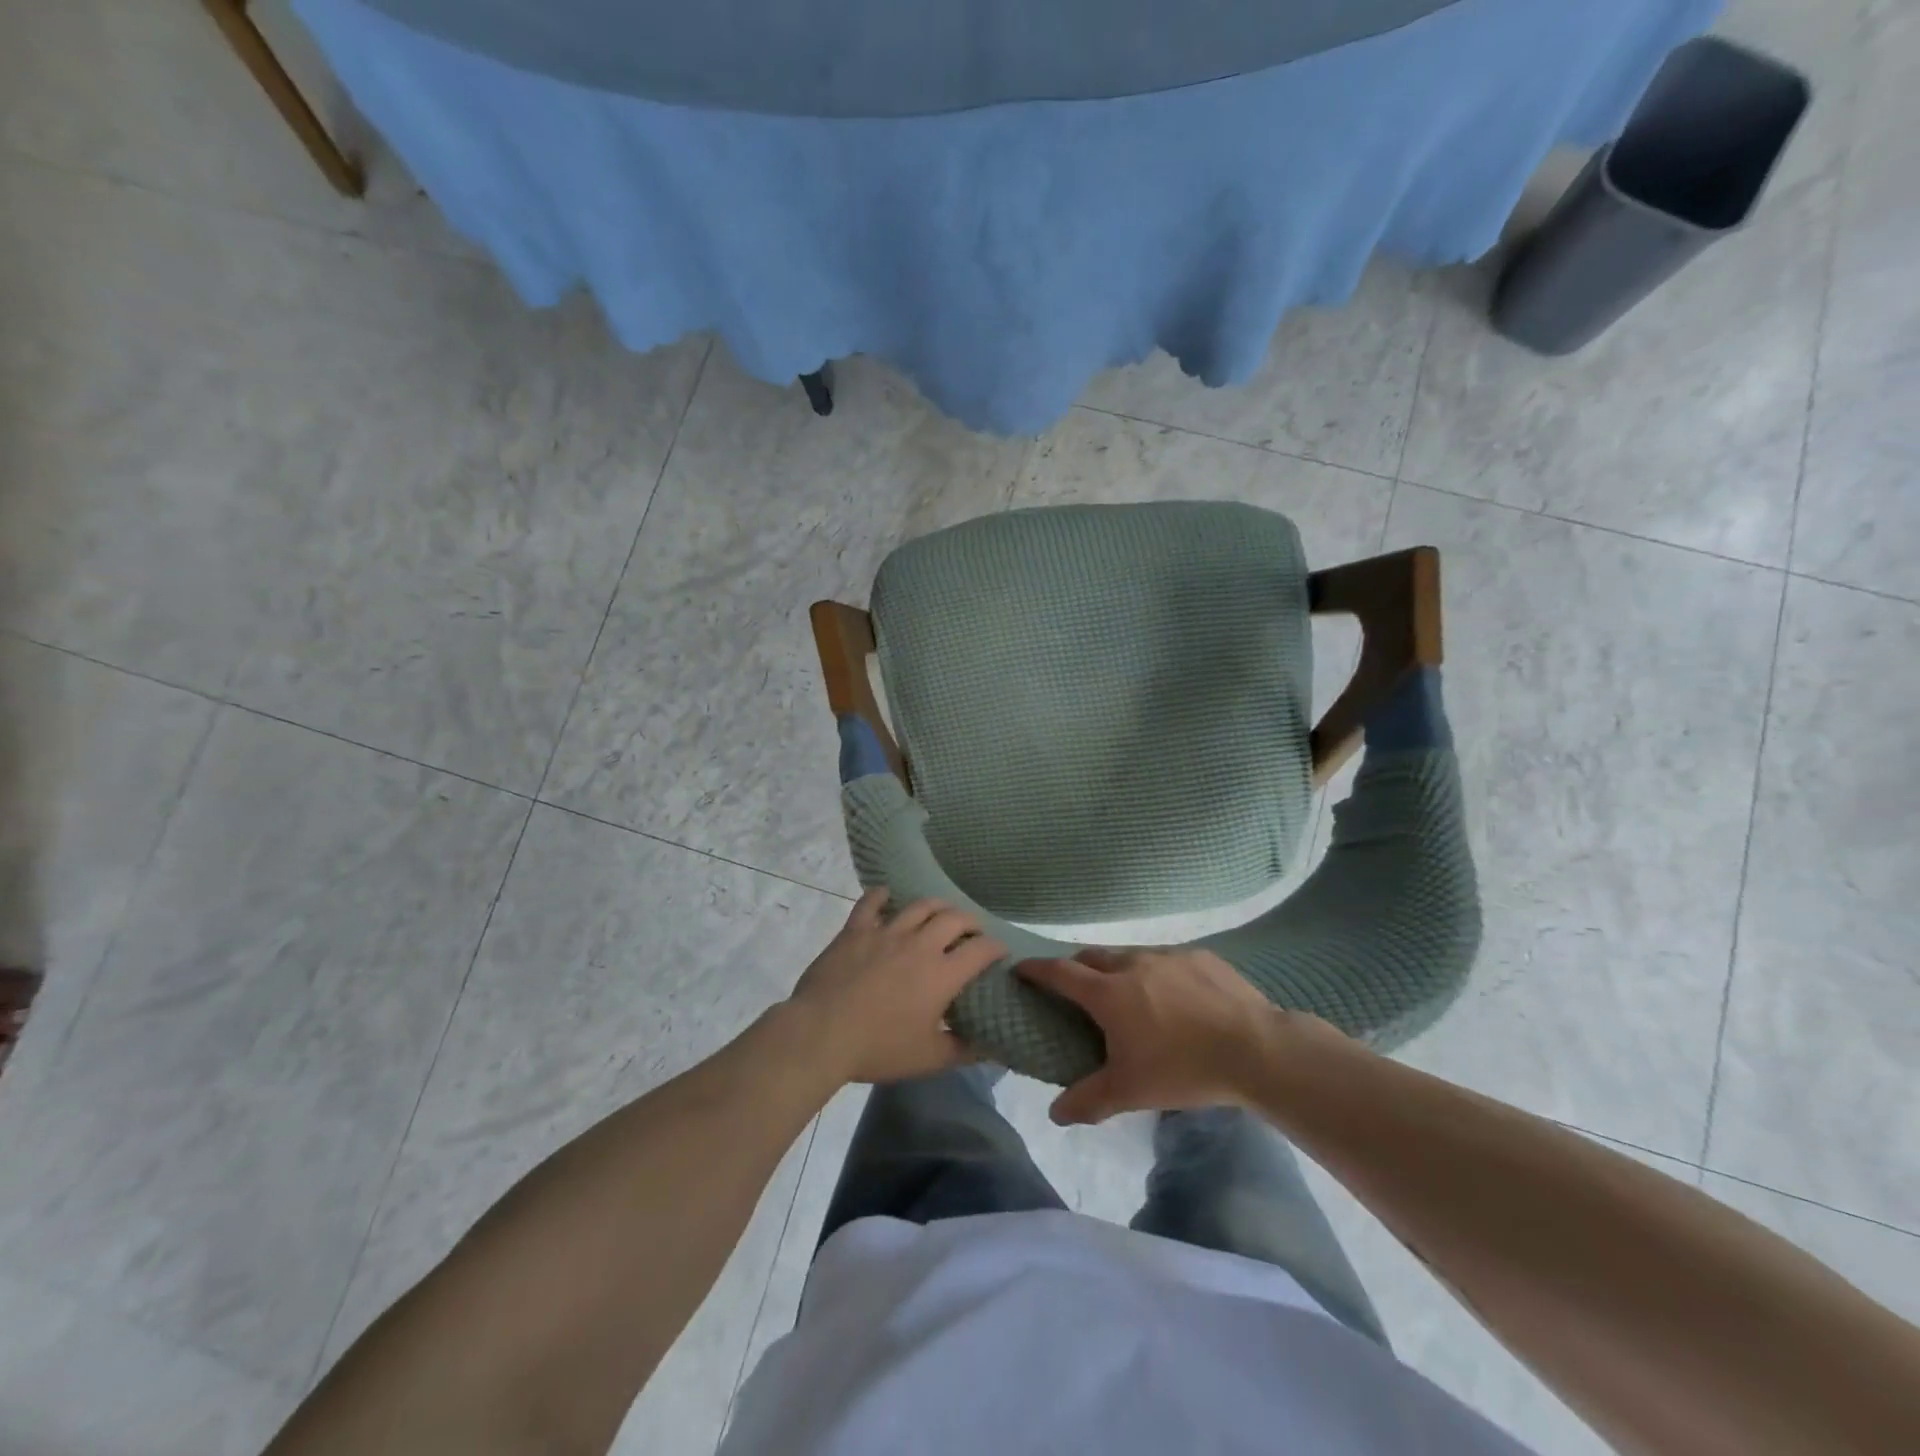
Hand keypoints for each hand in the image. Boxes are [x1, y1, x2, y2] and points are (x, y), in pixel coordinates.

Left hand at [787, 889, 1004, 1084]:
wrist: (821, 1033)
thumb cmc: (879, 1048)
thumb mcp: (928, 1059)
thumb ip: (964, 1050)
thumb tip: (992, 1048)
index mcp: (942, 974)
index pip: (981, 950)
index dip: (996, 947)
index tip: (1000, 951)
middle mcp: (919, 944)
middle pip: (954, 918)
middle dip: (970, 921)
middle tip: (973, 931)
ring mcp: (886, 932)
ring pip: (919, 905)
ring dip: (936, 906)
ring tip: (941, 912)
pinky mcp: (856, 930)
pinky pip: (871, 903)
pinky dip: (881, 895)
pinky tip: (887, 894)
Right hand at [1017, 947, 1289, 1124]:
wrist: (1254, 1048)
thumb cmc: (1183, 1068)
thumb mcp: (1130, 1091)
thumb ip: (1088, 1100)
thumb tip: (1054, 1115)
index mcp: (1108, 993)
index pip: (1059, 972)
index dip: (1036, 969)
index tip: (1020, 969)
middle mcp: (1132, 964)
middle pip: (1091, 956)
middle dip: (1075, 966)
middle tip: (1073, 987)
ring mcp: (1168, 955)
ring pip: (1130, 954)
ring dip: (1116, 967)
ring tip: (1125, 992)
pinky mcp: (1200, 957)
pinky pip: (1166, 958)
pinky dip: (1156, 971)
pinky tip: (1174, 995)